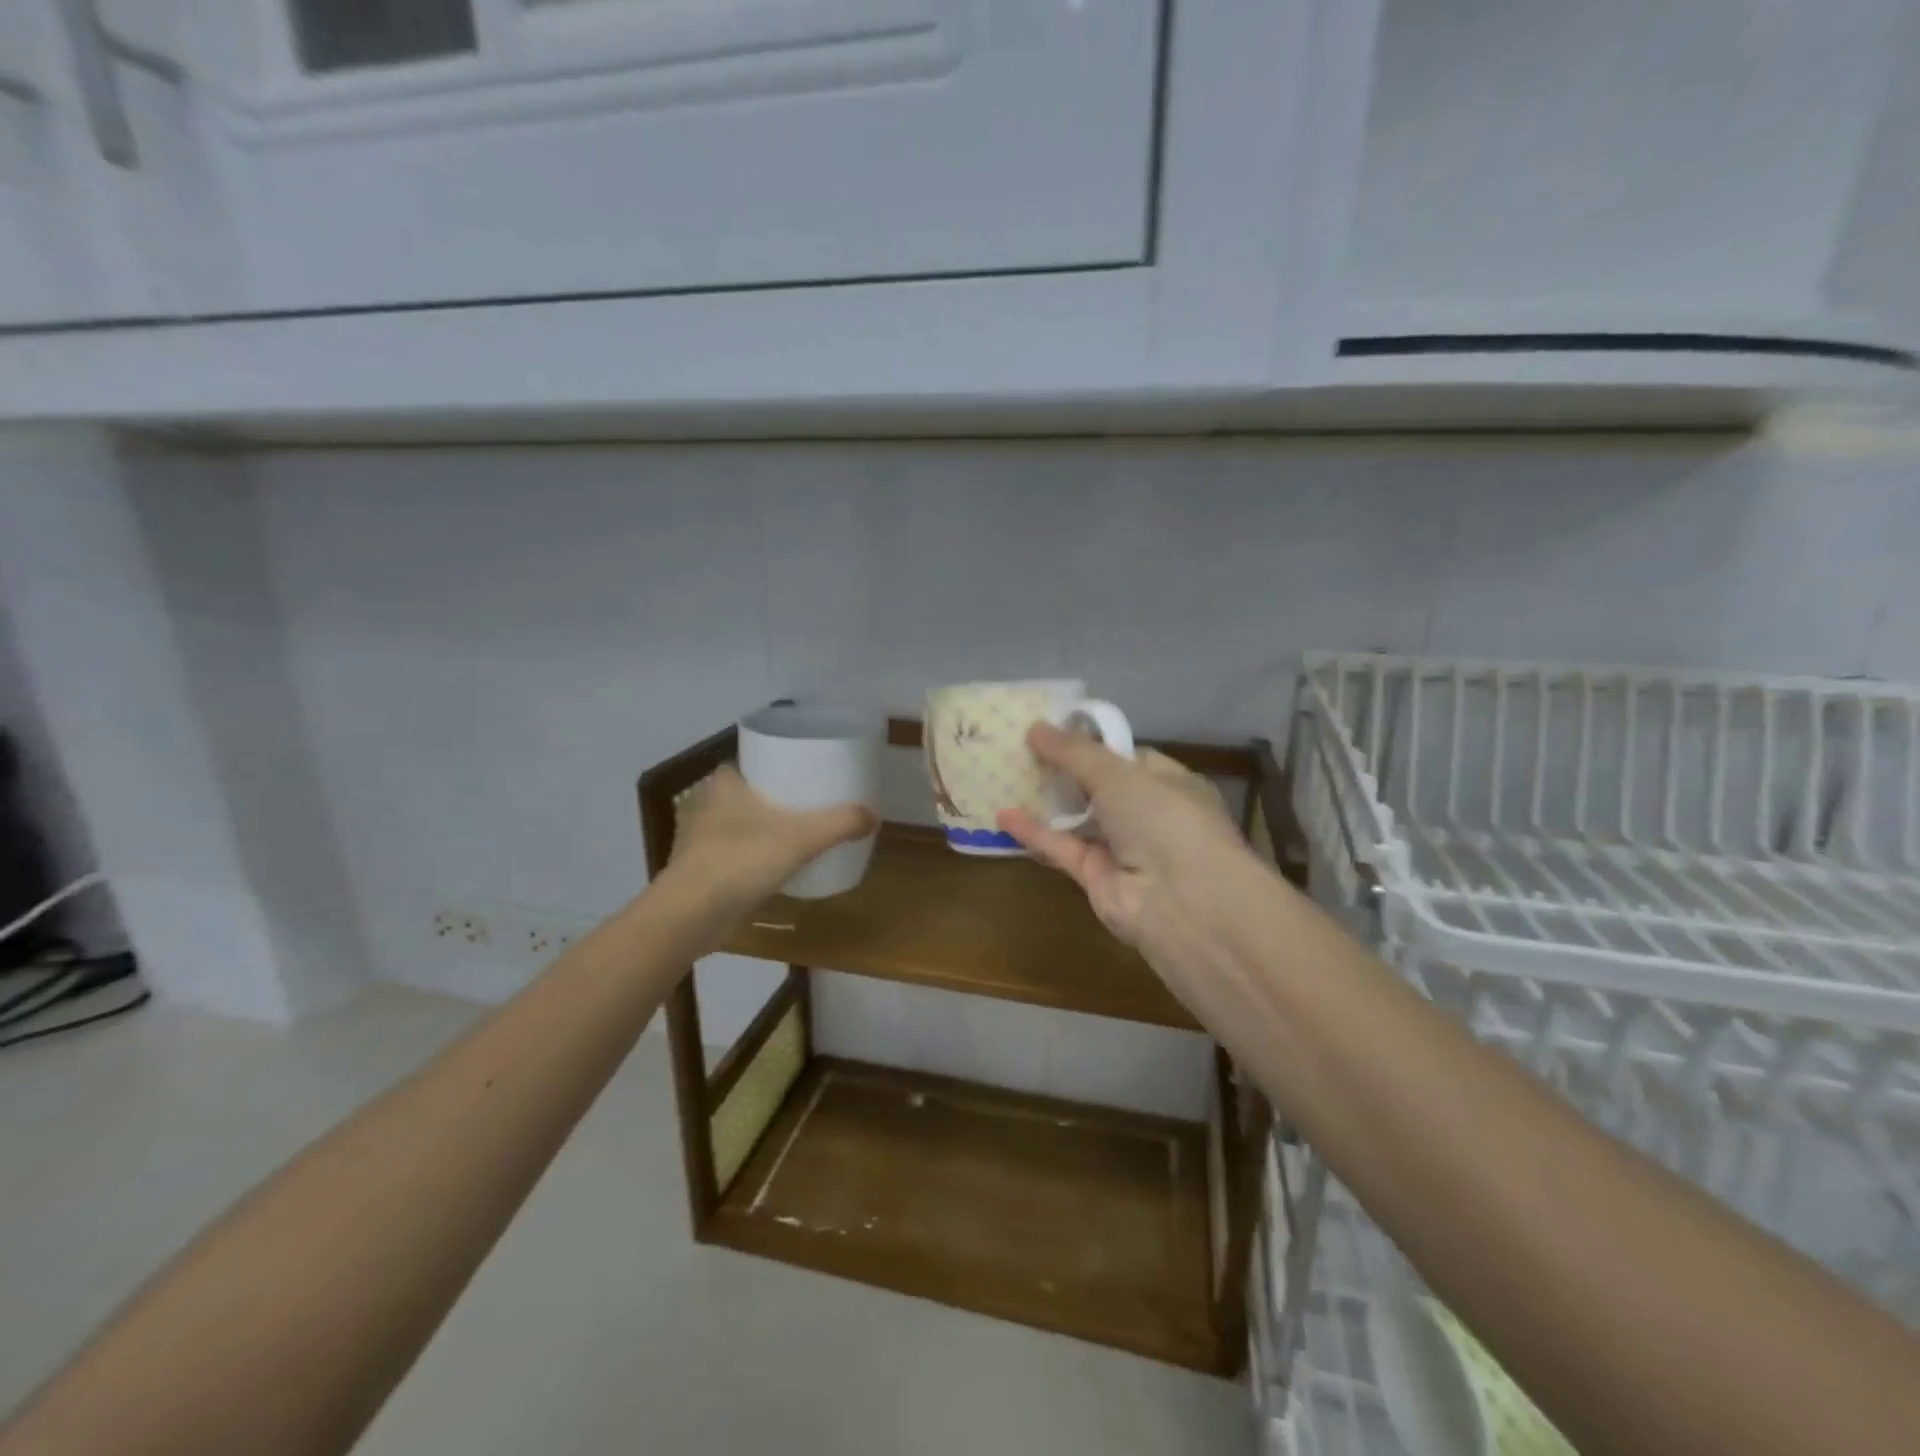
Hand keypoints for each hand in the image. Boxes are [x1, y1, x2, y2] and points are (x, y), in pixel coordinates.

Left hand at [668, 766, 875, 917]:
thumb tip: (874, 816)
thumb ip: (840, 823)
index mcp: (724, 784)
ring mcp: (698, 840)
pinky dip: (750, 856)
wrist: (690, 915)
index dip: (770, 762)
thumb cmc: (741, 860)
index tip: (797, 770)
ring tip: (796, 833)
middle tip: (806, 802)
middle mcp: (706, 805)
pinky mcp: (698, 871)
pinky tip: (774, 867)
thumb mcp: (801, 838)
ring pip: (736, 824)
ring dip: (760, 828)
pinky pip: (731, 853)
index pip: (746, 761)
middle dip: (771, 797)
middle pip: (745, 792)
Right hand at [997, 723, 1252, 979]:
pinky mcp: (1096, 878)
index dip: (1092, 744)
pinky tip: (1002, 816)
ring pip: (1078, 820)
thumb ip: (1074, 752)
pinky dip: (1034, 833)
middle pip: (1099, 788)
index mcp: (1169, 784)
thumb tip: (1035, 727)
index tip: (1053, 731)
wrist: (1182, 902)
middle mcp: (1148, 816)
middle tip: (1021, 749)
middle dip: (1064, 771)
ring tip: (1006, 776)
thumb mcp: (1118, 774)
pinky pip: (1062, 848)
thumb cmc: (1163, 819)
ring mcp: (1122, 849)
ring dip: (1046, 801)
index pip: (1129, 758)